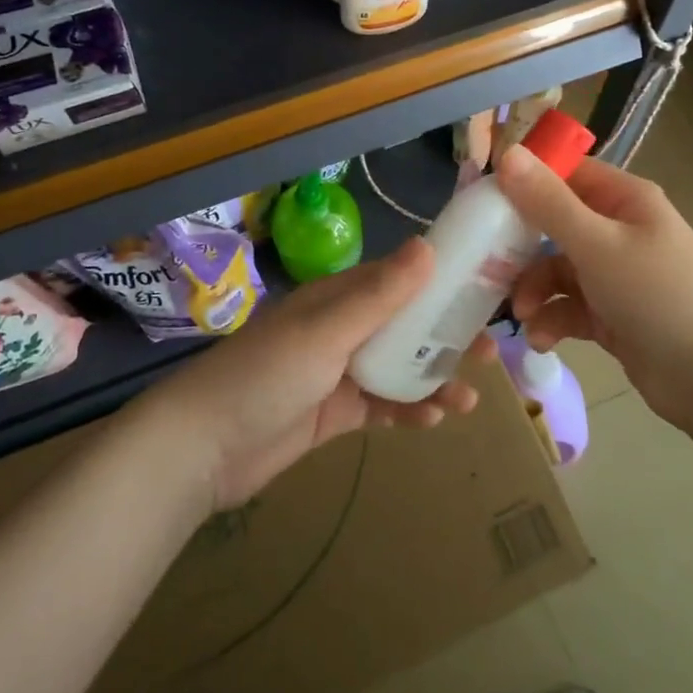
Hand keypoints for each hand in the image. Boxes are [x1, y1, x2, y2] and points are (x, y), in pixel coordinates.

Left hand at [135, 238, 479, 510]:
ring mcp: (339, 373)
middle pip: (405, 326)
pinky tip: (433, 420)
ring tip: (471, 396)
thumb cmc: (266, 375)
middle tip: (490, 351)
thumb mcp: (327, 331)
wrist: (203, 448)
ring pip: (399, 368)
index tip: (482, 289)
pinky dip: (408, 410)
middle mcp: (342, 329)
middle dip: (445, 336)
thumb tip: (427, 244)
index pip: (399, 280)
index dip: (440, 282)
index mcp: (338, 298)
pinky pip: (382, 406)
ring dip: (434, 379)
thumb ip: (380, 294)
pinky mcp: (335, 413)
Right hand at [495, 146, 692, 437]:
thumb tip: (508, 153)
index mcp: (624, 200)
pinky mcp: (612, 314)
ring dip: (534, 290)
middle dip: (521, 248)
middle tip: (487, 265)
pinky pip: (569, 307)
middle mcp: (619, 230)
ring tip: (523, 315)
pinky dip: (553, 320)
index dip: (526, 183)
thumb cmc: (658, 295)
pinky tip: (542, 340)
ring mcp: (616, 274)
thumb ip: (548, 203)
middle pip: (555, 224)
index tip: (484, 203)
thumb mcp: (597, 245)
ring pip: (557, 270)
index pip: (566, 174)